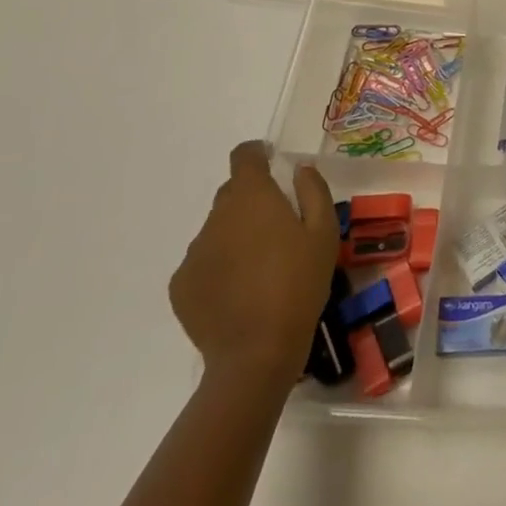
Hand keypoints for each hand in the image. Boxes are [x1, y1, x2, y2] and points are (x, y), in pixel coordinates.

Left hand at [169, 141, 338, 384]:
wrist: (256, 352)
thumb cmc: (299, 284)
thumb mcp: (324, 233)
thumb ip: (313, 191)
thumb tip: (299, 170)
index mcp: (251, 198)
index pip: (243, 156)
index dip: (256, 153)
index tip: (271, 162)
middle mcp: (216, 217)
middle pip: (232, 194)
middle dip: (253, 201)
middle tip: (279, 227)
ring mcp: (194, 252)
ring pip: (218, 230)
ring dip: (237, 235)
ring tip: (261, 267)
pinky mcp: (181, 285)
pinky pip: (204, 261)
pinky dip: (221, 265)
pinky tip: (241, 291)